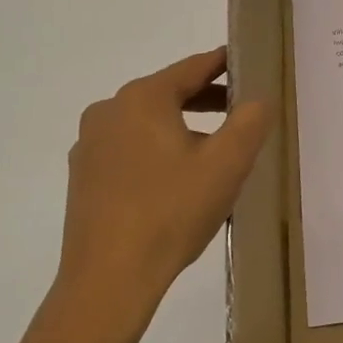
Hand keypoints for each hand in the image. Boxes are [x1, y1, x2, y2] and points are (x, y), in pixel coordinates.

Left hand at [49, 47, 270, 342]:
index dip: (224, 64)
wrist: (108, 280)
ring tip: (216, 151)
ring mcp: (90, 145)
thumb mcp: (227, 164)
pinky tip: (178, 181)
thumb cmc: (172, 212)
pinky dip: (158, 151)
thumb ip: (250, 122)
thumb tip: (259, 99)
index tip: (248, 63)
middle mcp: (109, 111)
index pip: (193, 68)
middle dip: (207, 100)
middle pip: (168, 93)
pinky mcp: (84, 177)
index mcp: (142, 99)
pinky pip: (130, 149)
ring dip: (184, 128)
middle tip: (242, 112)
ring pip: (148, 123)